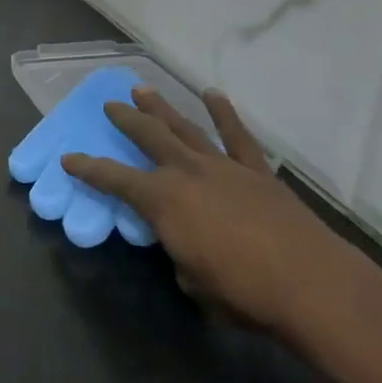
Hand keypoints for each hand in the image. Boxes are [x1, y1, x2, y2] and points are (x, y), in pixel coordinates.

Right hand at [63, 88, 381, 341]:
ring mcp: (223, 166)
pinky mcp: (256, 171)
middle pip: (148, 137)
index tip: (70, 158)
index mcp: (162, 200)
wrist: (312, 284)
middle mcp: (186, 172)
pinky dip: (224, 113)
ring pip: (185, 128)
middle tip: (110, 105)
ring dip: (162, 108)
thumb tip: (185, 248)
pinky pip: (236, 136)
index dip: (88, 169)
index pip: (114, 179)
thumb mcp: (193, 283)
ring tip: (143, 90)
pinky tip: (213, 95)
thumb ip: (180, 256)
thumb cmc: (243, 292)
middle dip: (126, 120)